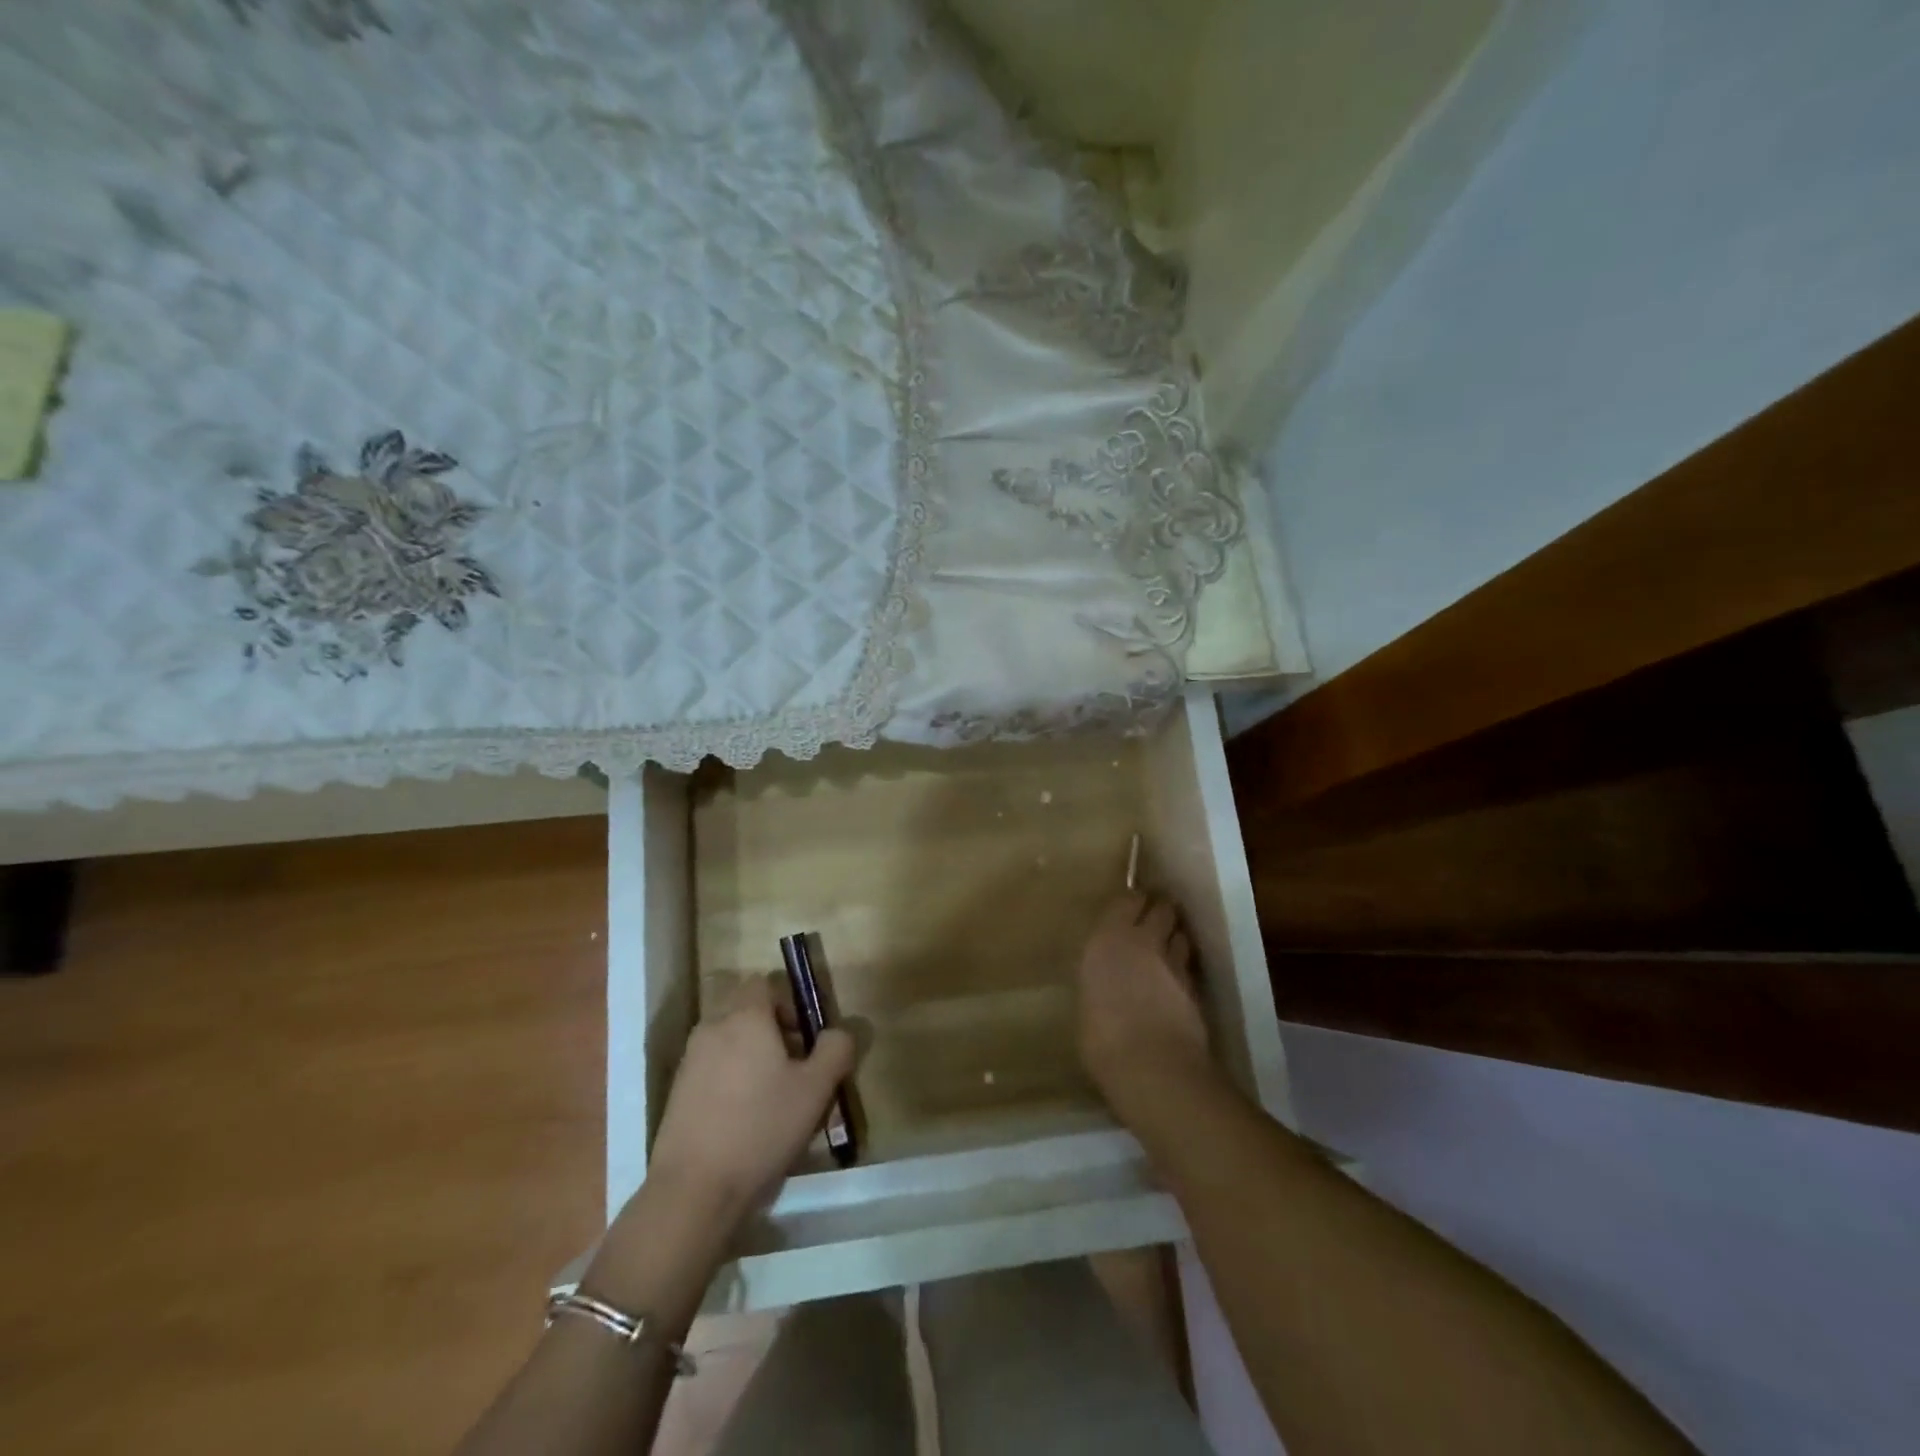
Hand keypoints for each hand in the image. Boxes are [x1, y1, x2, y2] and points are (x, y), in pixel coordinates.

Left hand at [646, 974, 857, 1224]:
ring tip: (771, 1099)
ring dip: (750, 1058)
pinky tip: (744, 1120)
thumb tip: (840, 1032)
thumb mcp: (816, 1089)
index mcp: (745, 1017)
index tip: (804, 1038)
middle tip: (794, 1069)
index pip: (764, 984)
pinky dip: (729, 1082)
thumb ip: (835, 1050)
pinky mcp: (677, 1093)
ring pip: (728, 1042)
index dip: (788, 1003)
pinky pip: (711, 1070)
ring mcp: (689, 1061)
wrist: (694, 1190)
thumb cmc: (761, 1127)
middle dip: (771, 1032)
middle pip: (746, 1013)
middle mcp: (712, 1028)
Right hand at [1077, 894, 1213, 1121]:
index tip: (1129, 909)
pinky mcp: (1196, 986)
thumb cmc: (1102, 1038)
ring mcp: (1173, 962)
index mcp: (1106, 939)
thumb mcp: (1088, 1002)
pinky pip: (1188, 965)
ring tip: (1167, 949)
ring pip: (1181, 933)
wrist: (1153, 1067)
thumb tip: (1106, 983)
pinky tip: (1176, 981)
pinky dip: (1184, 967)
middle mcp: (1141, 941)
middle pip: (1162, 908)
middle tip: (1152, 922)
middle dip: (1160, 911)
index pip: (1127, 900)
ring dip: (1175, 937)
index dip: (1132, 903)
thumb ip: (1100, 980)